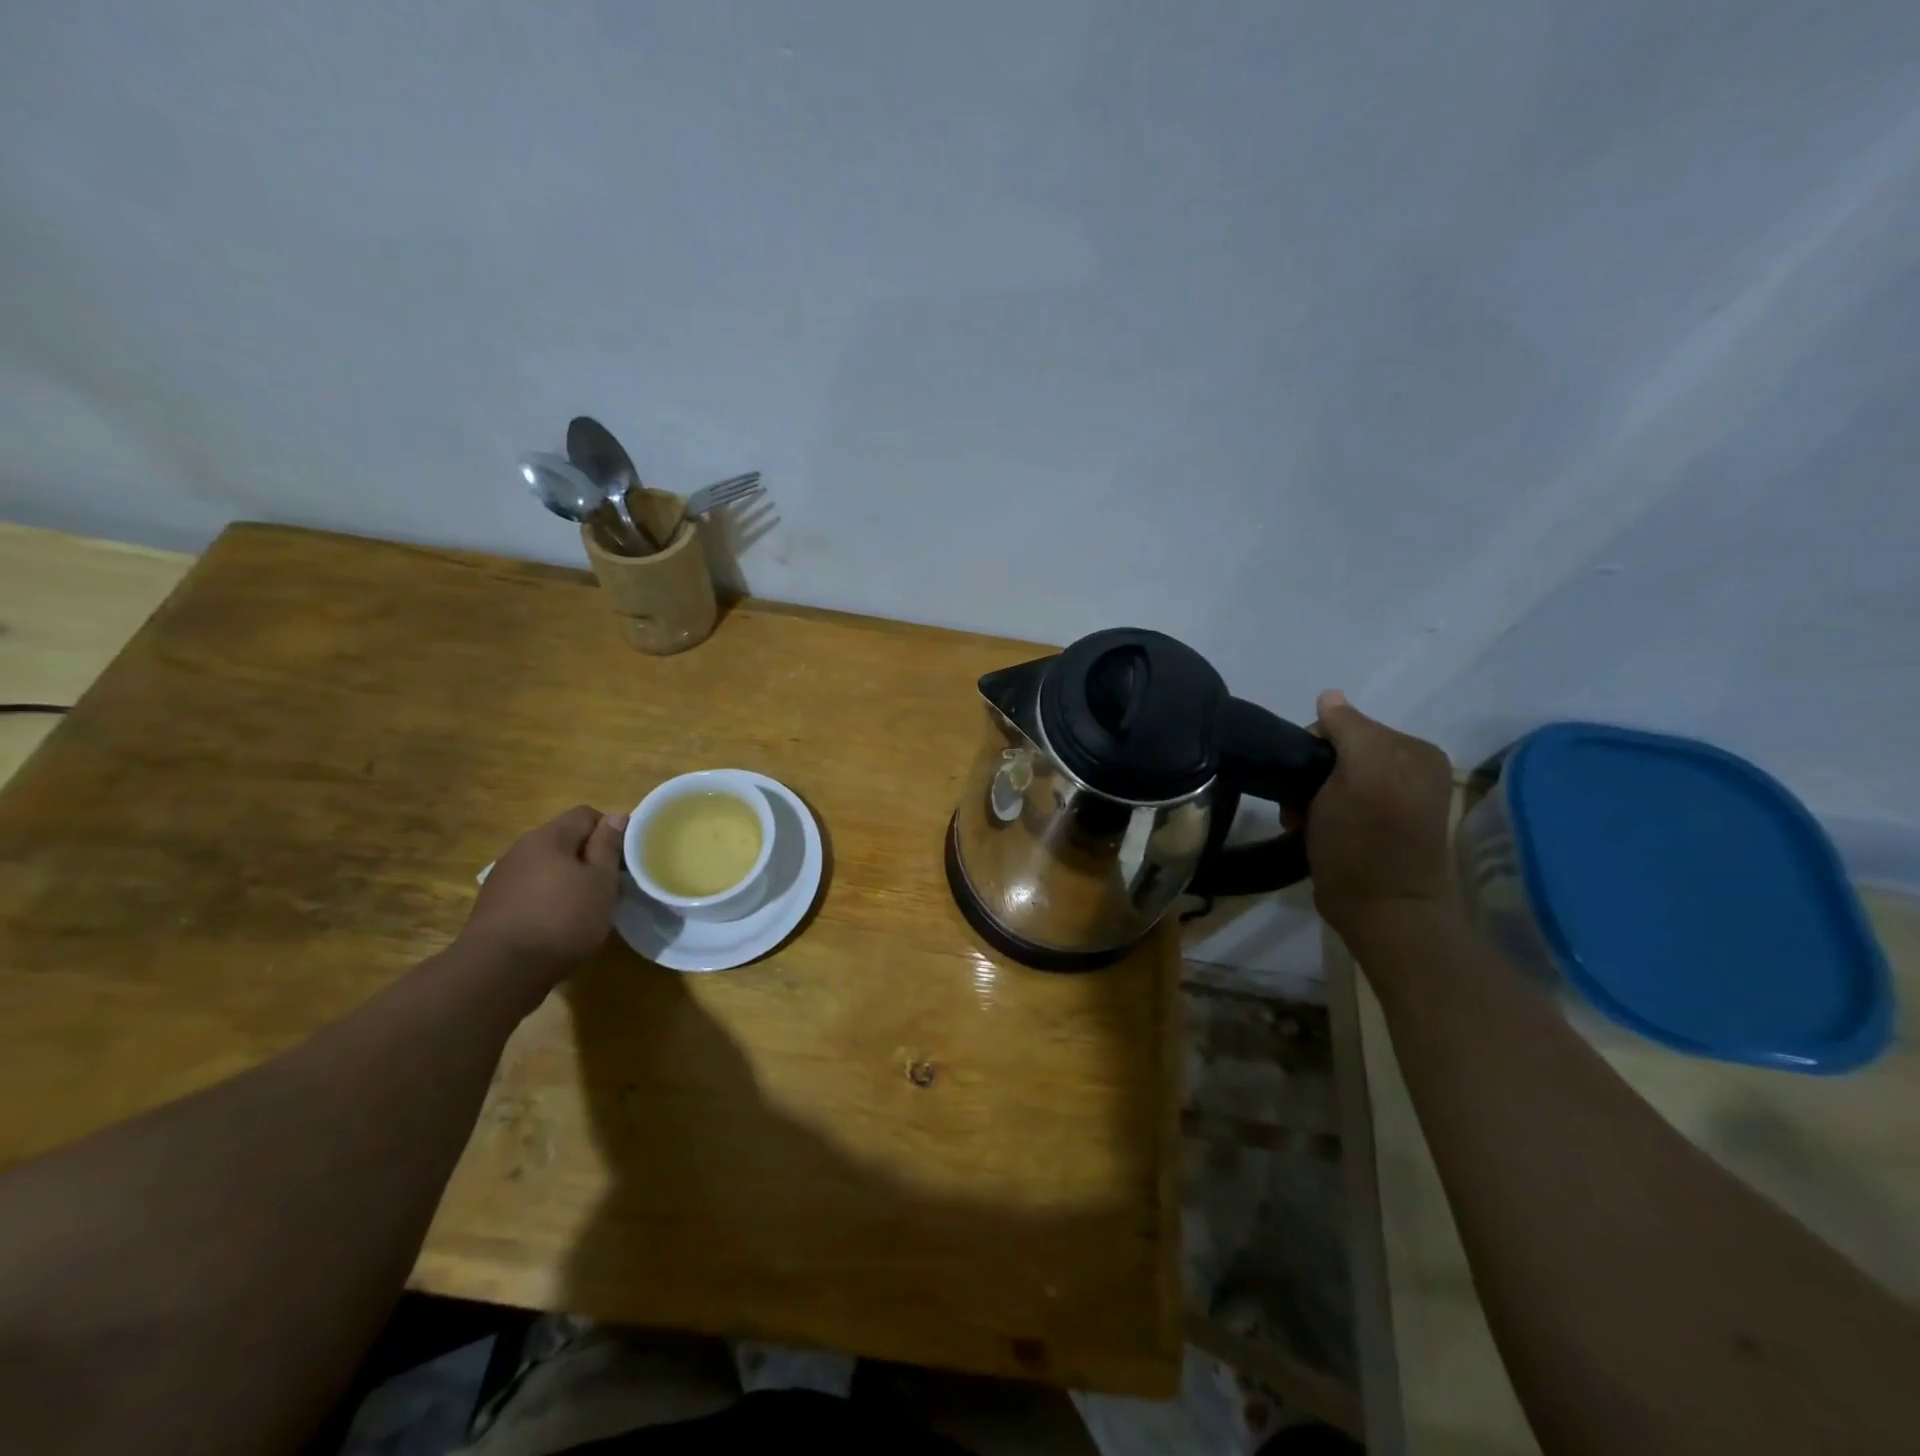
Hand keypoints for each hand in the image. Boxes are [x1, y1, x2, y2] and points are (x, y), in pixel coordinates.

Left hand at [459, 806, 626, 990]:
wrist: (499, 970)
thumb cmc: (562, 920)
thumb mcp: (600, 881)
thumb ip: (608, 846)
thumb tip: (615, 815)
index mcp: (549, 837)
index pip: (586, 814)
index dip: (609, 831)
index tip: (622, 860)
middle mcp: (521, 848)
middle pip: (564, 839)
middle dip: (588, 856)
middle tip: (607, 885)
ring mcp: (502, 876)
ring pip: (546, 865)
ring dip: (566, 878)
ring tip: (582, 907)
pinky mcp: (492, 904)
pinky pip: (529, 888)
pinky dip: (546, 898)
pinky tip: (555, 923)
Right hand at [1305, 691, 1456, 934]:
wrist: (1381, 912)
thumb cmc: (1363, 841)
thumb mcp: (1356, 774)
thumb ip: (1347, 728)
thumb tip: (1329, 696)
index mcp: (1415, 750)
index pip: (1348, 724)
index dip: (1314, 747)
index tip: (1300, 781)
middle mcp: (1415, 769)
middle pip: (1341, 752)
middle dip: (1313, 775)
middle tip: (1299, 807)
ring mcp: (1402, 799)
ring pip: (1337, 778)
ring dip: (1312, 797)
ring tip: (1302, 823)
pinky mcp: (1387, 826)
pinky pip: (1345, 801)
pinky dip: (1325, 812)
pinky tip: (1315, 830)